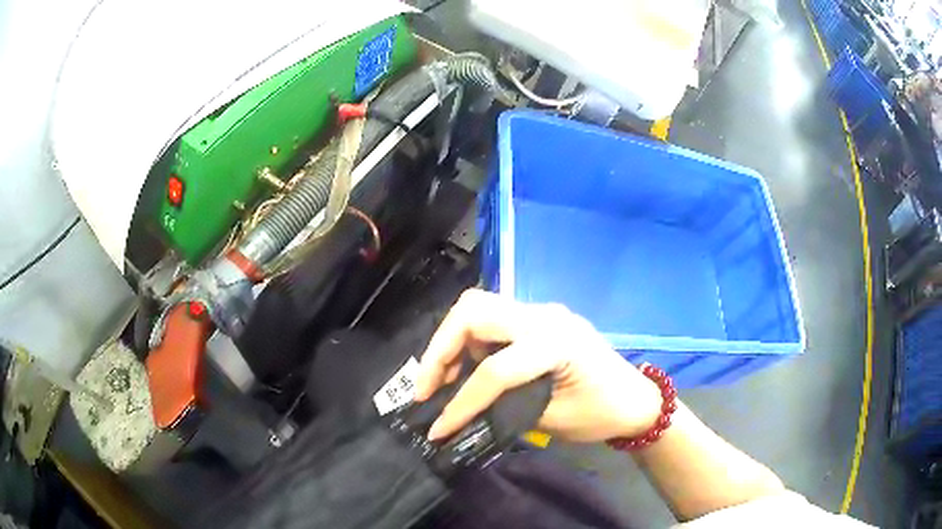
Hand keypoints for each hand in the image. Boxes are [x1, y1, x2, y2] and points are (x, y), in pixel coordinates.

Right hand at [414, 290, 663, 442]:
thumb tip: (461, 413)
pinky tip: (466, 369)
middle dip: (440, 349)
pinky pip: (492, 318)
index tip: (437, 430)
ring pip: (478, 307)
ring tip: (441, 380)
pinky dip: (469, 340)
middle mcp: (545, 315)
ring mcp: (542, 312)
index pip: (493, 369)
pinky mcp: (539, 319)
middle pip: (473, 311)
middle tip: (427, 388)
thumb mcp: (554, 420)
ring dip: (451, 340)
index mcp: (556, 343)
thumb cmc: (603, 414)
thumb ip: (505, 409)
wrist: (637, 400)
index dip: (460, 402)